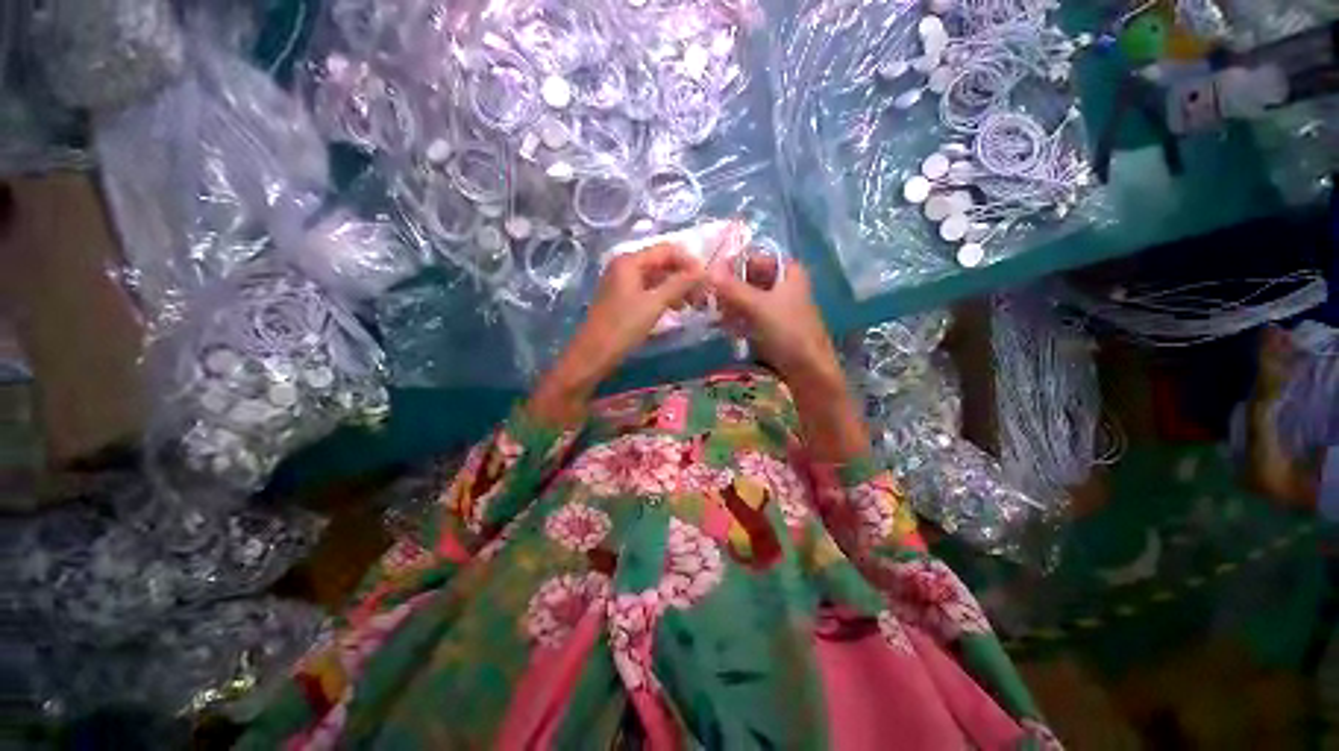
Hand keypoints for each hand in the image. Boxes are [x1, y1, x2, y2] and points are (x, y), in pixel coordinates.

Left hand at [529, 244, 704, 425]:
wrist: (593, 355)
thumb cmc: (623, 327)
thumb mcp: (654, 304)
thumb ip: (679, 284)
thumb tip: (704, 270)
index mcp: (630, 260)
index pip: (667, 250)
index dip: (689, 262)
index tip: (708, 280)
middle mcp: (625, 265)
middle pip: (662, 262)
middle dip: (684, 276)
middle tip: (703, 294)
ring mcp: (622, 282)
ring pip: (657, 277)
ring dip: (677, 287)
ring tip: (694, 304)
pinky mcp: (623, 298)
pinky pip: (649, 290)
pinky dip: (664, 296)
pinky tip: (677, 308)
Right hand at [710, 251, 868, 461]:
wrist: (808, 371)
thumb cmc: (788, 332)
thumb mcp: (758, 307)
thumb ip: (732, 288)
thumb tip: (706, 270)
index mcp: (788, 272)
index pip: (753, 257)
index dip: (731, 265)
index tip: (710, 277)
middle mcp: (783, 285)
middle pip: (749, 278)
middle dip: (728, 288)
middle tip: (709, 298)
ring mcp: (778, 306)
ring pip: (747, 297)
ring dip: (730, 304)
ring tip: (714, 314)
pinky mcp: (772, 325)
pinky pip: (749, 315)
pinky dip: (736, 317)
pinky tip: (724, 326)